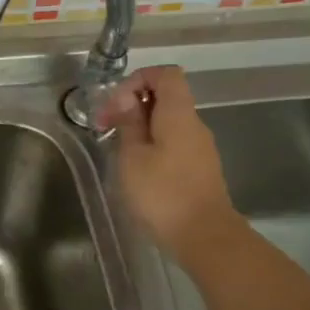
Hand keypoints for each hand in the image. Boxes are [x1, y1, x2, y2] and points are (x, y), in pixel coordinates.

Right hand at [97, 66, 243, 265]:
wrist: (203, 236)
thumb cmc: (162, 193)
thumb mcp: (132, 156)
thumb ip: (129, 122)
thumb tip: (124, 98)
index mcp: (178, 114)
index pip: (165, 74)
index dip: (138, 79)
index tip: (114, 104)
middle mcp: (194, 124)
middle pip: (167, 97)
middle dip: (133, 105)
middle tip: (106, 128)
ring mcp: (200, 148)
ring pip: (168, 122)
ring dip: (141, 128)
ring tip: (117, 151)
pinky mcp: (199, 169)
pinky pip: (174, 143)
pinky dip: (153, 145)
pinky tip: (136, 170)